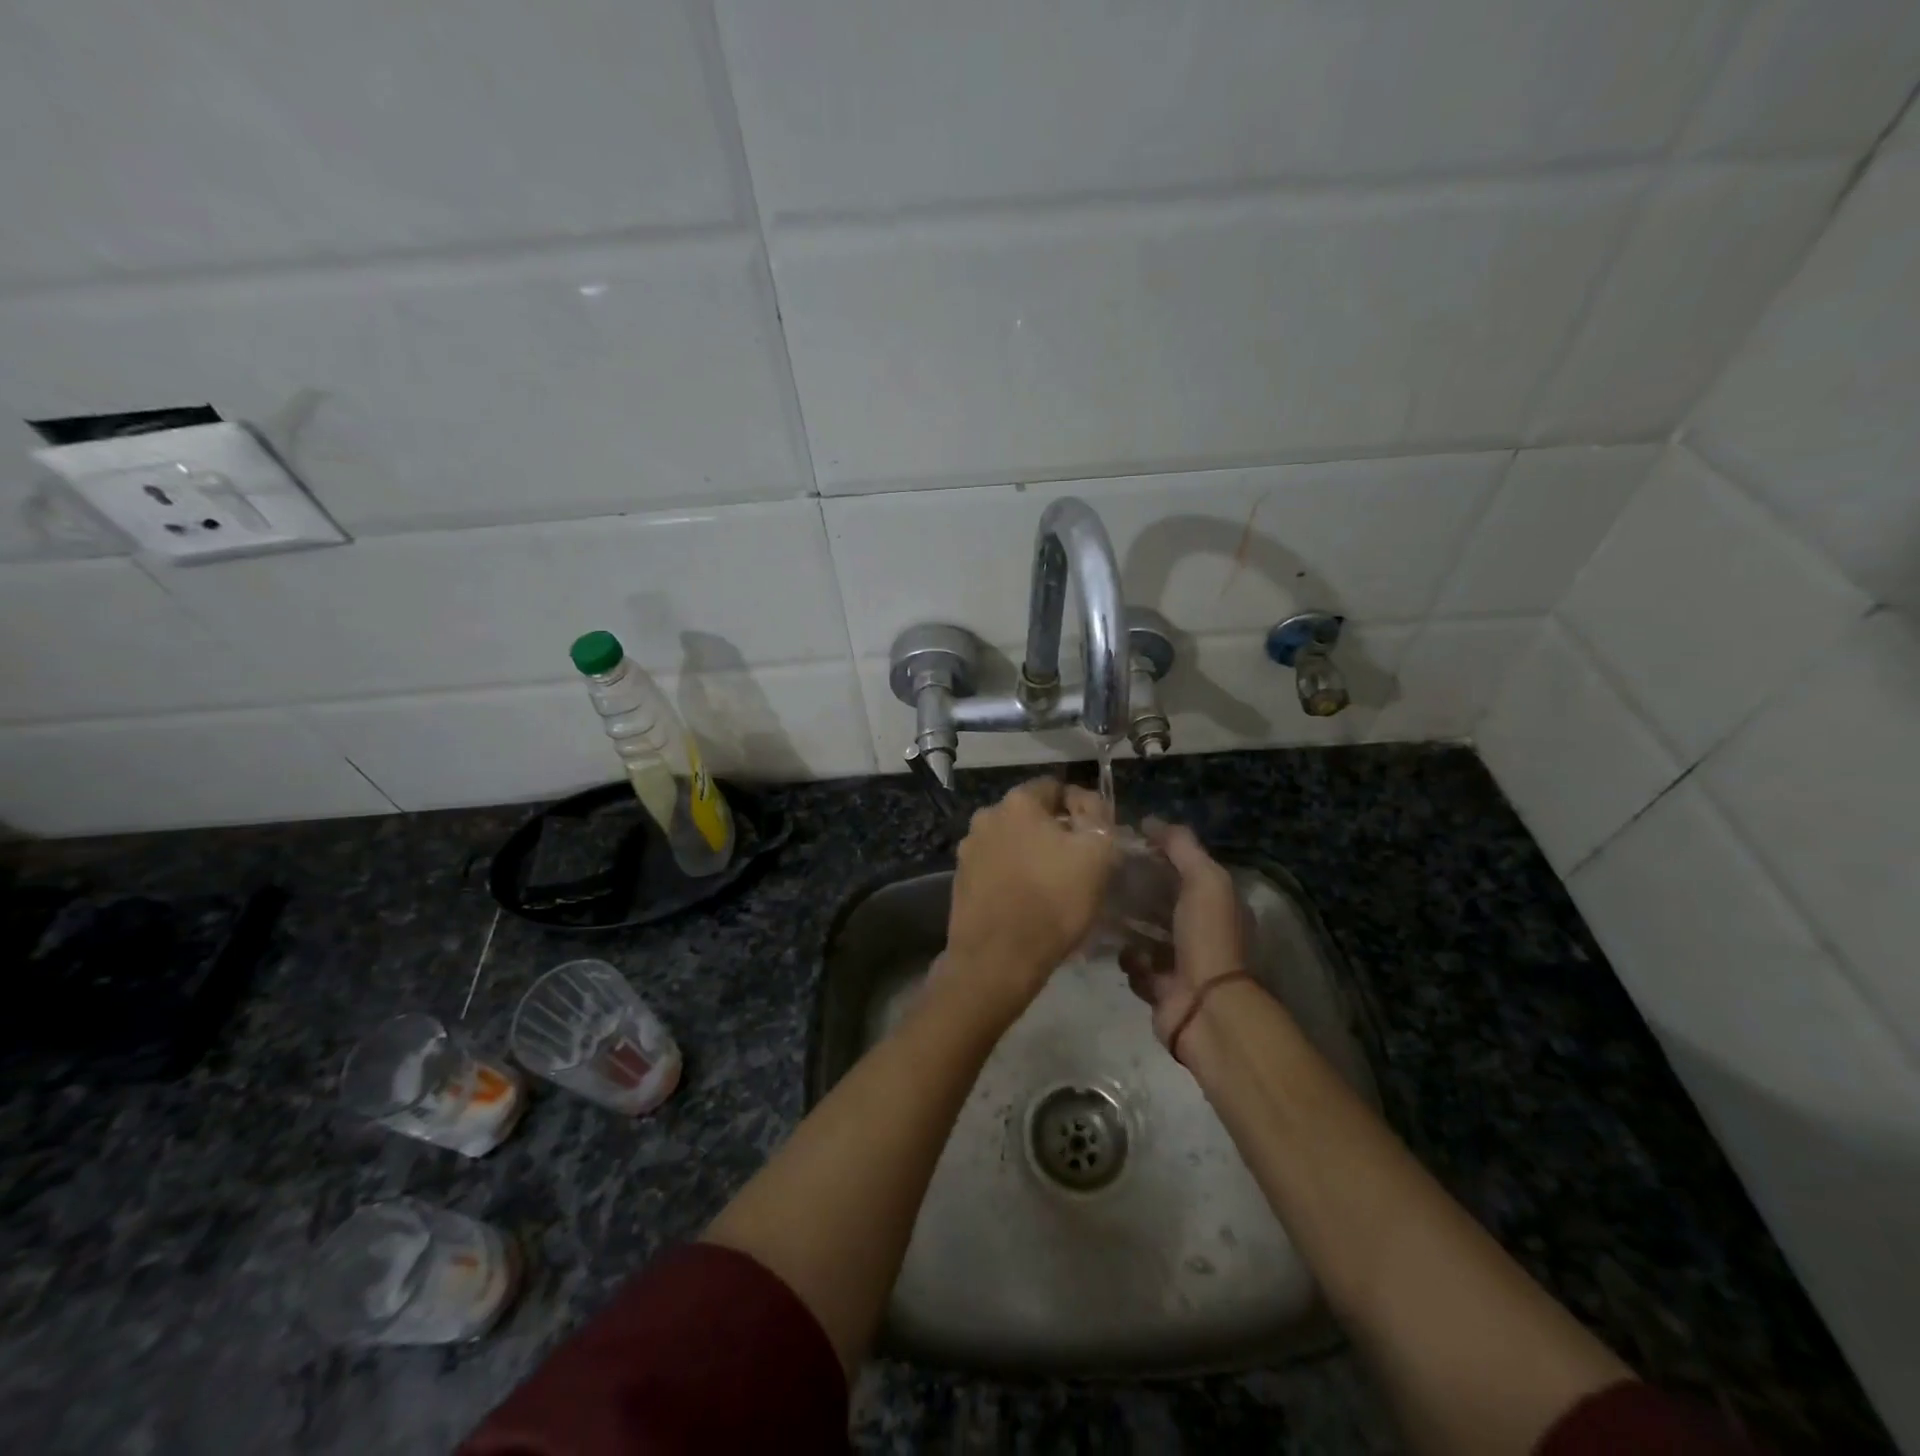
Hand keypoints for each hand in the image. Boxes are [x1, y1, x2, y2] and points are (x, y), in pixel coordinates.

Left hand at [943, 777, 1116, 1023]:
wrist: (997, 959)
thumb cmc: (1054, 900)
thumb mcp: (1098, 853)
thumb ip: (1099, 817)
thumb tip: (1088, 802)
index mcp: (1018, 801)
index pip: (1056, 787)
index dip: (1081, 808)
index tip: (1096, 836)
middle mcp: (986, 815)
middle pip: (1031, 815)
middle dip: (1054, 832)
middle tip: (1078, 862)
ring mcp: (968, 848)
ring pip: (1012, 842)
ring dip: (1031, 854)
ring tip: (1052, 885)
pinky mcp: (960, 879)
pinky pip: (996, 868)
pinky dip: (1012, 876)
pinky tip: (1027, 900)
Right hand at [1121, 819, 1247, 1052]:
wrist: (1205, 1006)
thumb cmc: (1208, 936)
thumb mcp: (1204, 879)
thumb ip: (1181, 846)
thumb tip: (1150, 820)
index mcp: (1219, 905)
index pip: (1186, 871)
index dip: (1160, 856)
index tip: (1128, 846)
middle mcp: (1203, 932)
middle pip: (1163, 902)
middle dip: (1138, 891)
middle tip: (1107, 878)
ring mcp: (1182, 963)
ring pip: (1146, 934)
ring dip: (1128, 926)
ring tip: (1104, 911)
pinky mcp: (1160, 989)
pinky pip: (1137, 967)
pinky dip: (1131, 961)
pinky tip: (1129, 956)